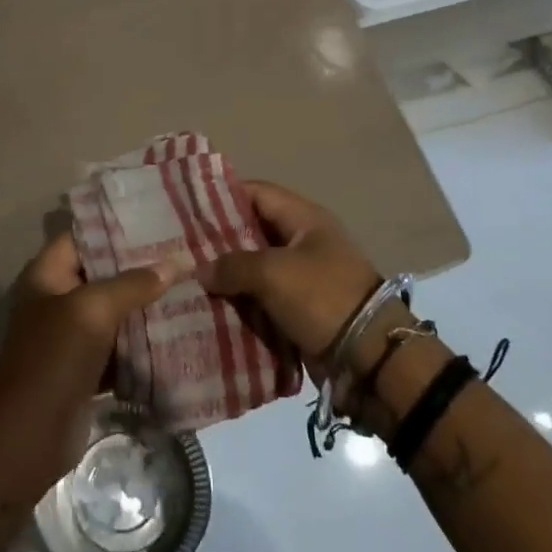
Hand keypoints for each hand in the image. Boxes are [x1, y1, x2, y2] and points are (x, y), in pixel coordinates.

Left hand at [0, 231, 183, 490]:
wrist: (27, 439)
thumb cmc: (52, 361)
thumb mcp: (92, 311)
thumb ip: (133, 284)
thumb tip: (176, 263)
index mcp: (47, 274)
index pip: (84, 234)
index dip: (118, 223)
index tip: (159, 214)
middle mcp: (59, 298)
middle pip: (104, 271)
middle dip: (142, 263)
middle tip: (186, 248)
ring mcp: (73, 335)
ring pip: (116, 309)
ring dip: (148, 301)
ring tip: (192, 280)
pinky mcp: (89, 367)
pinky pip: (122, 344)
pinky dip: (146, 339)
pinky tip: (182, 326)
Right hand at [197, 180, 383, 367]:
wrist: (370, 358)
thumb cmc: (323, 297)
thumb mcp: (274, 273)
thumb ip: (233, 265)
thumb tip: (203, 270)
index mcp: (304, 219)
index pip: (257, 193)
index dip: (223, 196)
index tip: (188, 207)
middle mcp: (303, 242)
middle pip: (253, 232)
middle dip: (219, 242)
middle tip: (181, 249)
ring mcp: (303, 278)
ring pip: (256, 269)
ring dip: (228, 277)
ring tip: (188, 280)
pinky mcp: (301, 310)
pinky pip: (264, 300)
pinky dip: (241, 303)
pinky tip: (210, 308)